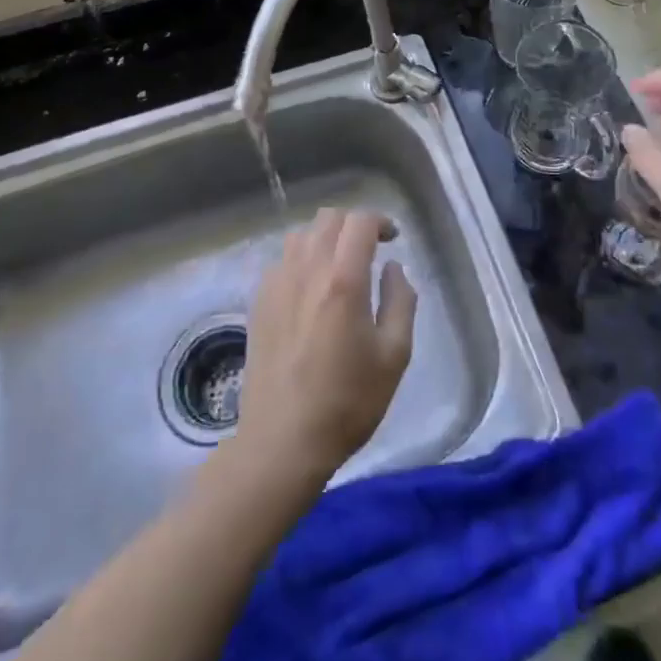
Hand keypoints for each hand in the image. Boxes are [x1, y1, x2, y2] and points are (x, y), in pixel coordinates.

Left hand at [237, 207, 416, 484]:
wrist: (282, 442)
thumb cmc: (348, 401)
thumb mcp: (394, 355)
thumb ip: (401, 300)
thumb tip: (392, 268)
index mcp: (344, 280)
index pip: (360, 221)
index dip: (380, 221)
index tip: (393, 239)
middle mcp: (307, 270)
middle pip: (329, 218)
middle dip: (353, 225)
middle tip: (369, 249)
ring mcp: (277, 284)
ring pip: (301, 235)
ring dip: (325, 238)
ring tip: (339, 265)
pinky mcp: (259, 302)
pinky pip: (282, 260)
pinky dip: (301, 259)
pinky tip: (311, 289)